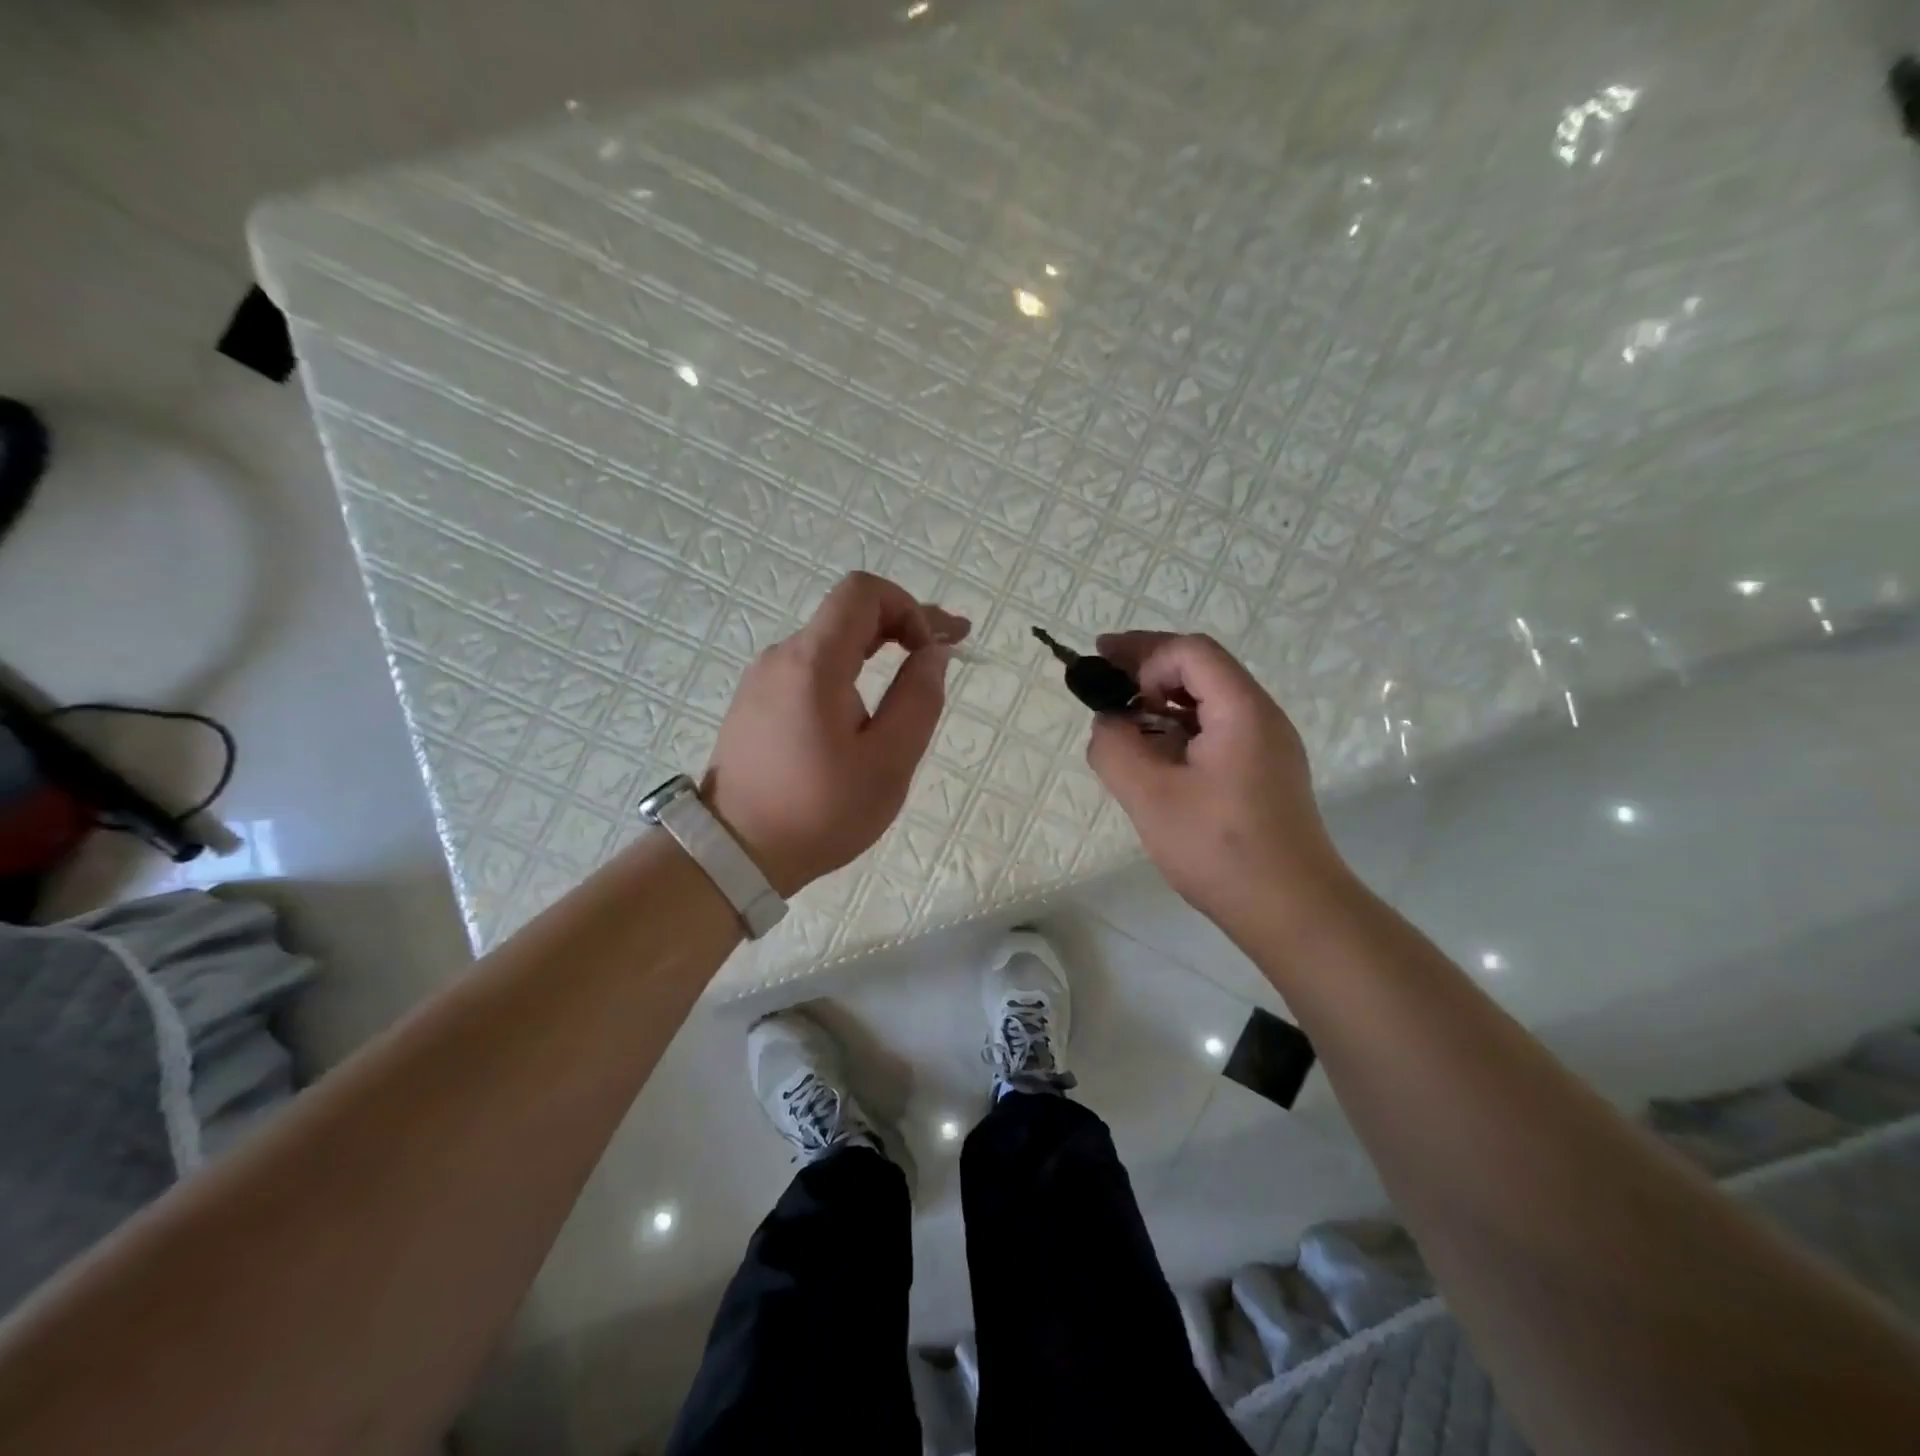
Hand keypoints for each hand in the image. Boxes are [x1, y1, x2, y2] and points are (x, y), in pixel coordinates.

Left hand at [703, 572, 967, 896]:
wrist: (734, 854)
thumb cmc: (819, 811)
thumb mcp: (888, 762)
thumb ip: (918, 699)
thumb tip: (932, 653)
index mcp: (813, 662)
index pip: (863, 592)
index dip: (909, 607)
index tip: (934, 649)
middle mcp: (782, 658)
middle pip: (848, 614)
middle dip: (903, 624)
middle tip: (947, 650)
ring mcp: (763, 680)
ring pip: (830, 644)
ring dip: (877, 650)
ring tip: (912, 683)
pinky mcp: (755, 705)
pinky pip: (810, 671)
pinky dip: (848, 673)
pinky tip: (866, 710)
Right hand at [1085, 632, 1350, 930]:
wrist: (1293, 910)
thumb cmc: (1220, 849)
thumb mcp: (1150, 797)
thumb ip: (1116, 749)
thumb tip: (1108, 723)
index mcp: (1241, 710)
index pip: (1190, 652)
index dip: (1142, 652)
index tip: (1102, 669)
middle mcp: (1260, 716)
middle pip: (1202, 668)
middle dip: (1148, 666)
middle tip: (1102, 676)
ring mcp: (1267, 746)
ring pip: (1209, 700)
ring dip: (1162, 700)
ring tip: (1122, 720)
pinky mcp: (1263, 773)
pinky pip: (1217, 731)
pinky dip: (1179, 728)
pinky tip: (1153, 755)